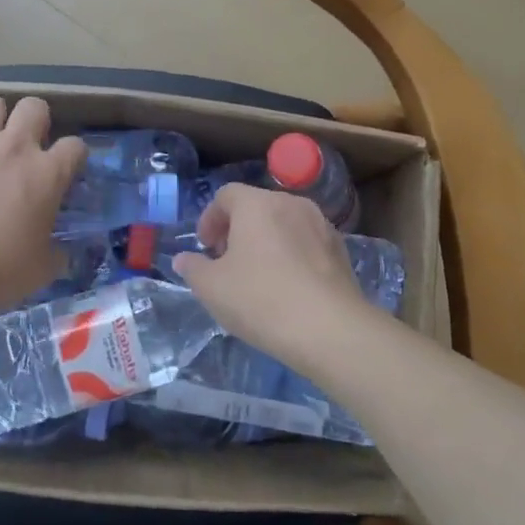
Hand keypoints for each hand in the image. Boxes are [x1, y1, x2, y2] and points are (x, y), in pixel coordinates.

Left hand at [0, 96, 85, 326]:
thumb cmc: (0, 273)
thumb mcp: (44, 269)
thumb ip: (57, 251)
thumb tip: (60, 251)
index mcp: (47, 174)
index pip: (75, 146)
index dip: (74, 156)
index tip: (68, 171)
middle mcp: (12, 149)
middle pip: (33, 107)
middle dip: (35, 121)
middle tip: (28, 147)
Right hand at [171, 184, 372, 369]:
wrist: (329, 329)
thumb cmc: (261, 299)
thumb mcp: (211, 288)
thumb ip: (193, 268)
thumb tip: (184, 259)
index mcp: (258, 204)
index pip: (226, 195)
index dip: (210, 218)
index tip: (205, 248)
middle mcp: (292, 204)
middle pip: (257, 207)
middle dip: (237, 230)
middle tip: (227, 262)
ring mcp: (322, 226)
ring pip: (284, 224)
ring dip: (266, 242)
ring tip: (257, 276)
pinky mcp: (340, 251)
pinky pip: (306, 243)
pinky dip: (291, 255)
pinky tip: (287, 288)